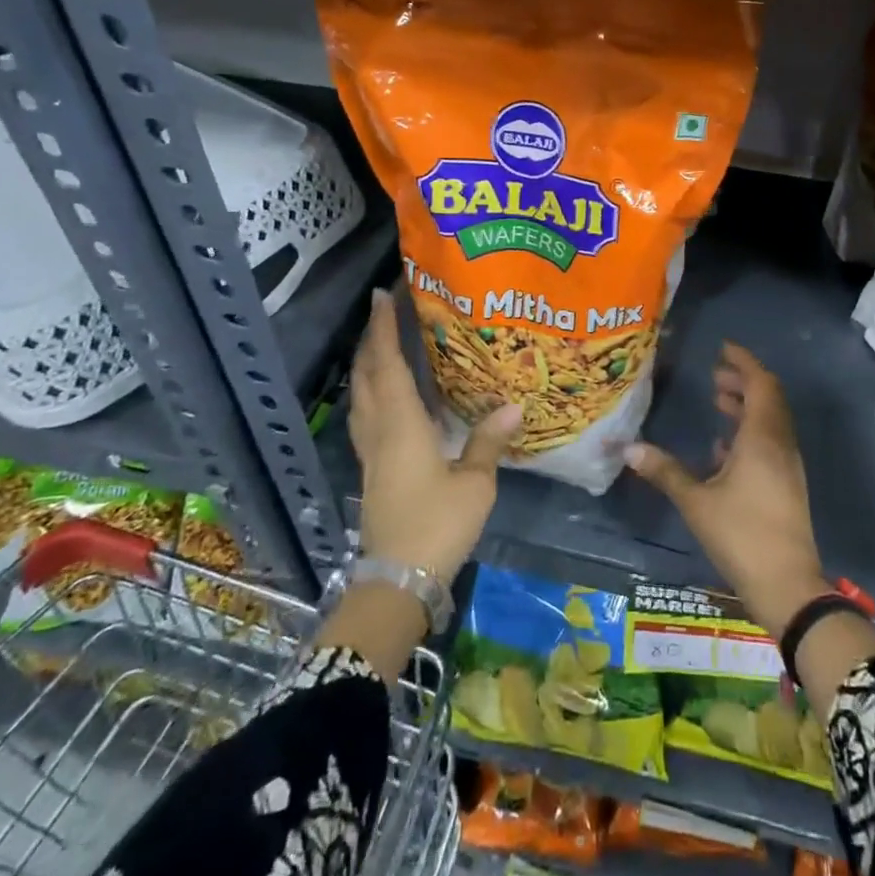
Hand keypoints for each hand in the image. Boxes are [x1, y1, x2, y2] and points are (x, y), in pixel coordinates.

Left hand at [350, 288, 520, 582]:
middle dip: (371, 340)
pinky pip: (365, 416)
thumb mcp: (474, 483)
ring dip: (367, 365)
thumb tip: (513, 405)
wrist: (397, 581)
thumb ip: (488, 441)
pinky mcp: (372, 470)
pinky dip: (371, 392)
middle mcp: (379, 430)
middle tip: (384, 311)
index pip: (387, 364)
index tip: (383, 295)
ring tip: (382, 344)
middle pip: (366, 376)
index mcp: (400, 424)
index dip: (383, 328)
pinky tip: (387, 396)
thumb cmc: (437, 525)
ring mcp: (371, 452)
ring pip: (361, 396)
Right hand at [624, 343, 829, 636]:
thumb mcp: (696, 502)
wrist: (788, 585)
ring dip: (747, 405)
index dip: (743, 361)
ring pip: (771, 420)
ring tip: (717, 401)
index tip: (722, 348)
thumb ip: (665, 471)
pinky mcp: (787, 484)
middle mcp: (780, 443)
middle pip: (768, 398)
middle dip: (743, 381)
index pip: (760, 383)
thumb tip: (629, 447)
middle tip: (715, 374)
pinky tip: (724, 448)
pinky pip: (771, 442)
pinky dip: (751, 432)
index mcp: (763, 437)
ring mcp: (788, 465)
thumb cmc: (742, 535)